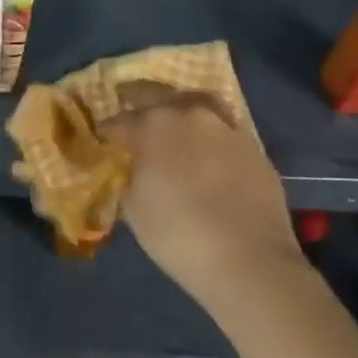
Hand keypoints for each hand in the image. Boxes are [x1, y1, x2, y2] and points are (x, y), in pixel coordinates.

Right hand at [102, 88, 302, 316]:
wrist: (249, 260)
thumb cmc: (177, 233)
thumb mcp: (134, 209)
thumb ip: (129, 177)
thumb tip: (133, 169)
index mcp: (152, 125)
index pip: (119, 121)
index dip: (107, 132)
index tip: (102, 140)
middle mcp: (189, 115)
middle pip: (157, 97)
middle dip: (140, 105)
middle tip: (133, 119)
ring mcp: (226, 128)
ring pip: (197, 105)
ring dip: (180, 112)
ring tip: (174, 126)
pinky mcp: (255, 149)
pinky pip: (224, 131)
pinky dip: (210, 137)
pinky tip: (207, 154)